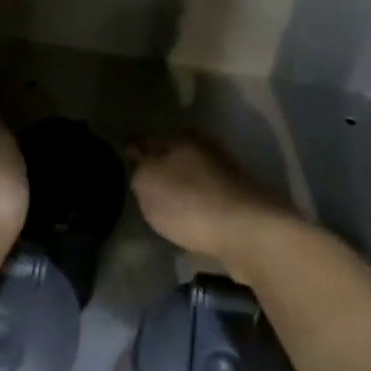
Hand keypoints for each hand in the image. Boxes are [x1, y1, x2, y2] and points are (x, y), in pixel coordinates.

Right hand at [129, 137, 292, 276]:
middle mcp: (206, 150)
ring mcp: (225, 175)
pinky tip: (187, 217)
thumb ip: (139, 169)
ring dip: (180, 185)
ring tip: (162, 202)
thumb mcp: (148, 182)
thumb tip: (141, 161)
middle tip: (142, 178)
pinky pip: (206, 198)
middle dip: (160, 164)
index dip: (136, 146)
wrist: (245, 232)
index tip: (125, 152)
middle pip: (175, 154)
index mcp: (182, 139)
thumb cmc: (189, 201)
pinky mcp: (237, 202)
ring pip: (193, 175)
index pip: (150, 138)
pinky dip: (195, 204)